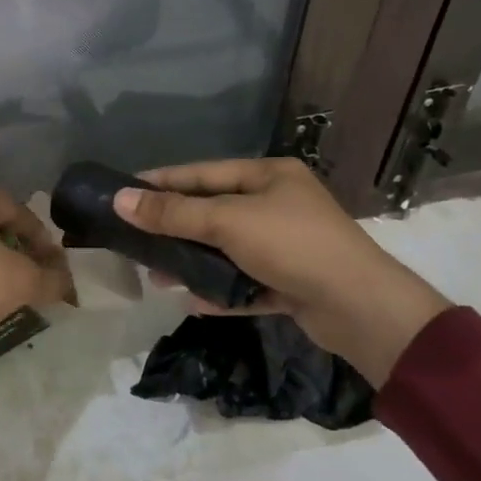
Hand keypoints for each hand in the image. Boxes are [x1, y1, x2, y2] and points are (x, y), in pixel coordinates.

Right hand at [112, 158, 450, 384]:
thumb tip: (119, 199)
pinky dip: (219, 292)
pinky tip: (192, 302)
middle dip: (174, 228)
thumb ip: (173, 213)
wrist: (360, 307)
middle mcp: (278, 205)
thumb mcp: (227, 222)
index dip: (162, 181)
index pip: (203, 173)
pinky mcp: (291, 283)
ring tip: (157, 276)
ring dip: (193, 263)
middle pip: (212, 213)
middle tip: (134, 239)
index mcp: (269, 176)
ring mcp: (286, 246)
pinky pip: (244, 283)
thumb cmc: (292, 245)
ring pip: (226, 251)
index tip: (124, 191)